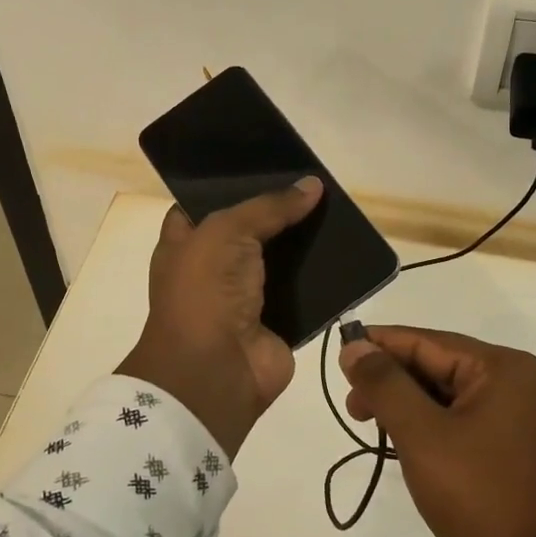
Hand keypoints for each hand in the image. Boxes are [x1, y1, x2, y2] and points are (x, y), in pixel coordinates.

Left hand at [118, 179, 322, 456]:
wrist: (216, 370)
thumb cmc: (205, 292)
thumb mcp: (227, 232)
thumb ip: (269, 207)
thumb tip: (313, 185)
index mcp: (186, 244)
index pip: (206, 205)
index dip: (233, 186)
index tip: (269, 166)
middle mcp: (214, 269)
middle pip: (251, 231)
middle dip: (280, 211)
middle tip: (315, 185)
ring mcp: (247, 297)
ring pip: (282, 261)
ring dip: (306, 243)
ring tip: (339, 210)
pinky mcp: (279, 321)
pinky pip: (306, 293)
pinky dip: (325, 279)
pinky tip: (349, 252)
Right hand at [339, 326, 535, 536]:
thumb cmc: (474, 492)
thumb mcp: (420, 434)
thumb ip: (384, 384)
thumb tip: (354, 346)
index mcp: (504, 368)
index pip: (428, 342)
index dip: (380, 345)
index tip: (340, 354)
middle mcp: (518, 380)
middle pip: (439, 364)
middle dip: (392, 380)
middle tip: (352, 405)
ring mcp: (519, 412)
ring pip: (448, 392)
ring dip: (407, 403)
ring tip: (369, 422)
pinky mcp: (513, 441)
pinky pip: (462, 415)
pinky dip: (429, 421)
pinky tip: (401, 434)